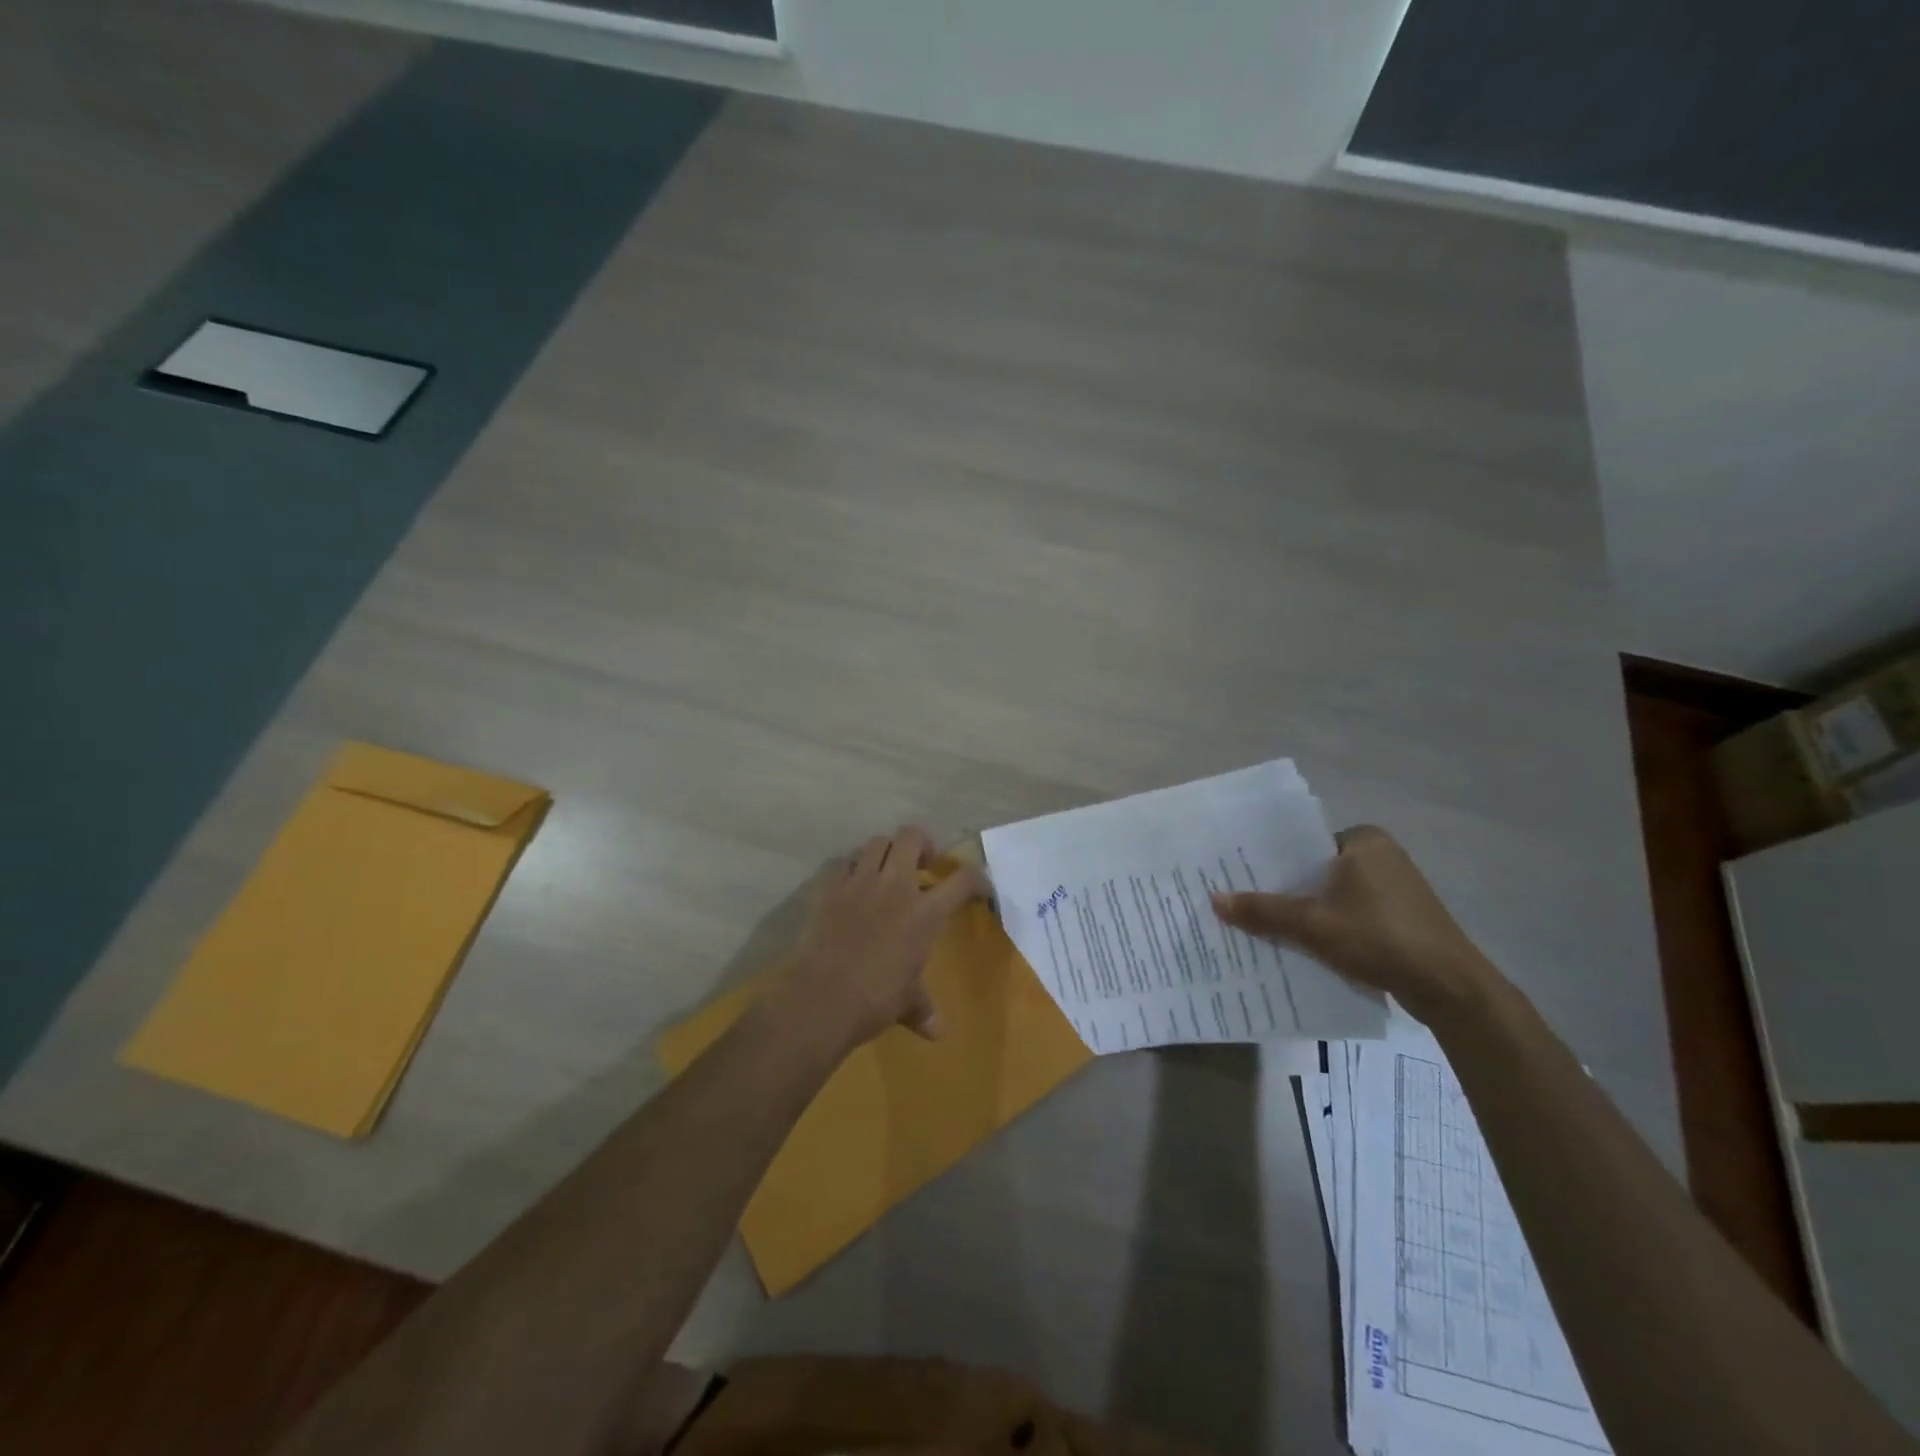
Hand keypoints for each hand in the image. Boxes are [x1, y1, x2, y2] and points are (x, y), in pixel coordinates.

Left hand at [769, 826, 987, 1054]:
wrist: (823, 997)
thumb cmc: (876, 1000)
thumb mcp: (907, 1004)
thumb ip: (923, 1009)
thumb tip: (938, 1032)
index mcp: (925, 914)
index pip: (962, 881)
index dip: (976, 878)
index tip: (978, 886)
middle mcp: (896, 887)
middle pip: (912, 837)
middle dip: (922, 843)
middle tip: (923, 864)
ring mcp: (860, 883)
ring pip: (877, 842)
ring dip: (887, 851)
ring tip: (886, 871)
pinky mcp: (831, 889)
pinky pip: (844, 863)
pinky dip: (852, 868)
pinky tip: (852, 886)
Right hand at [1210, 825, 1502, 1025]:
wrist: (1451, 989)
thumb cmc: (1380, 939)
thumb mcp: (1313, 925)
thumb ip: (1264, 911)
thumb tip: (1214, 900)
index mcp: (1364, 840)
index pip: (1302, 842)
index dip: (1269, 860)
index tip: (1237, 875)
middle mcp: (1381, 855)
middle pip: (1315, 869)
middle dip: (1283, 888)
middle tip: (1241, 900)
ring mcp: (1395, 887)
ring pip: (1332, 893)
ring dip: (1304, 909)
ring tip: (1262, 923)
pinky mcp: (1401, 916)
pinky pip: (1351, 911)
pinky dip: (1328, 924)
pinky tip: (1302, 943)